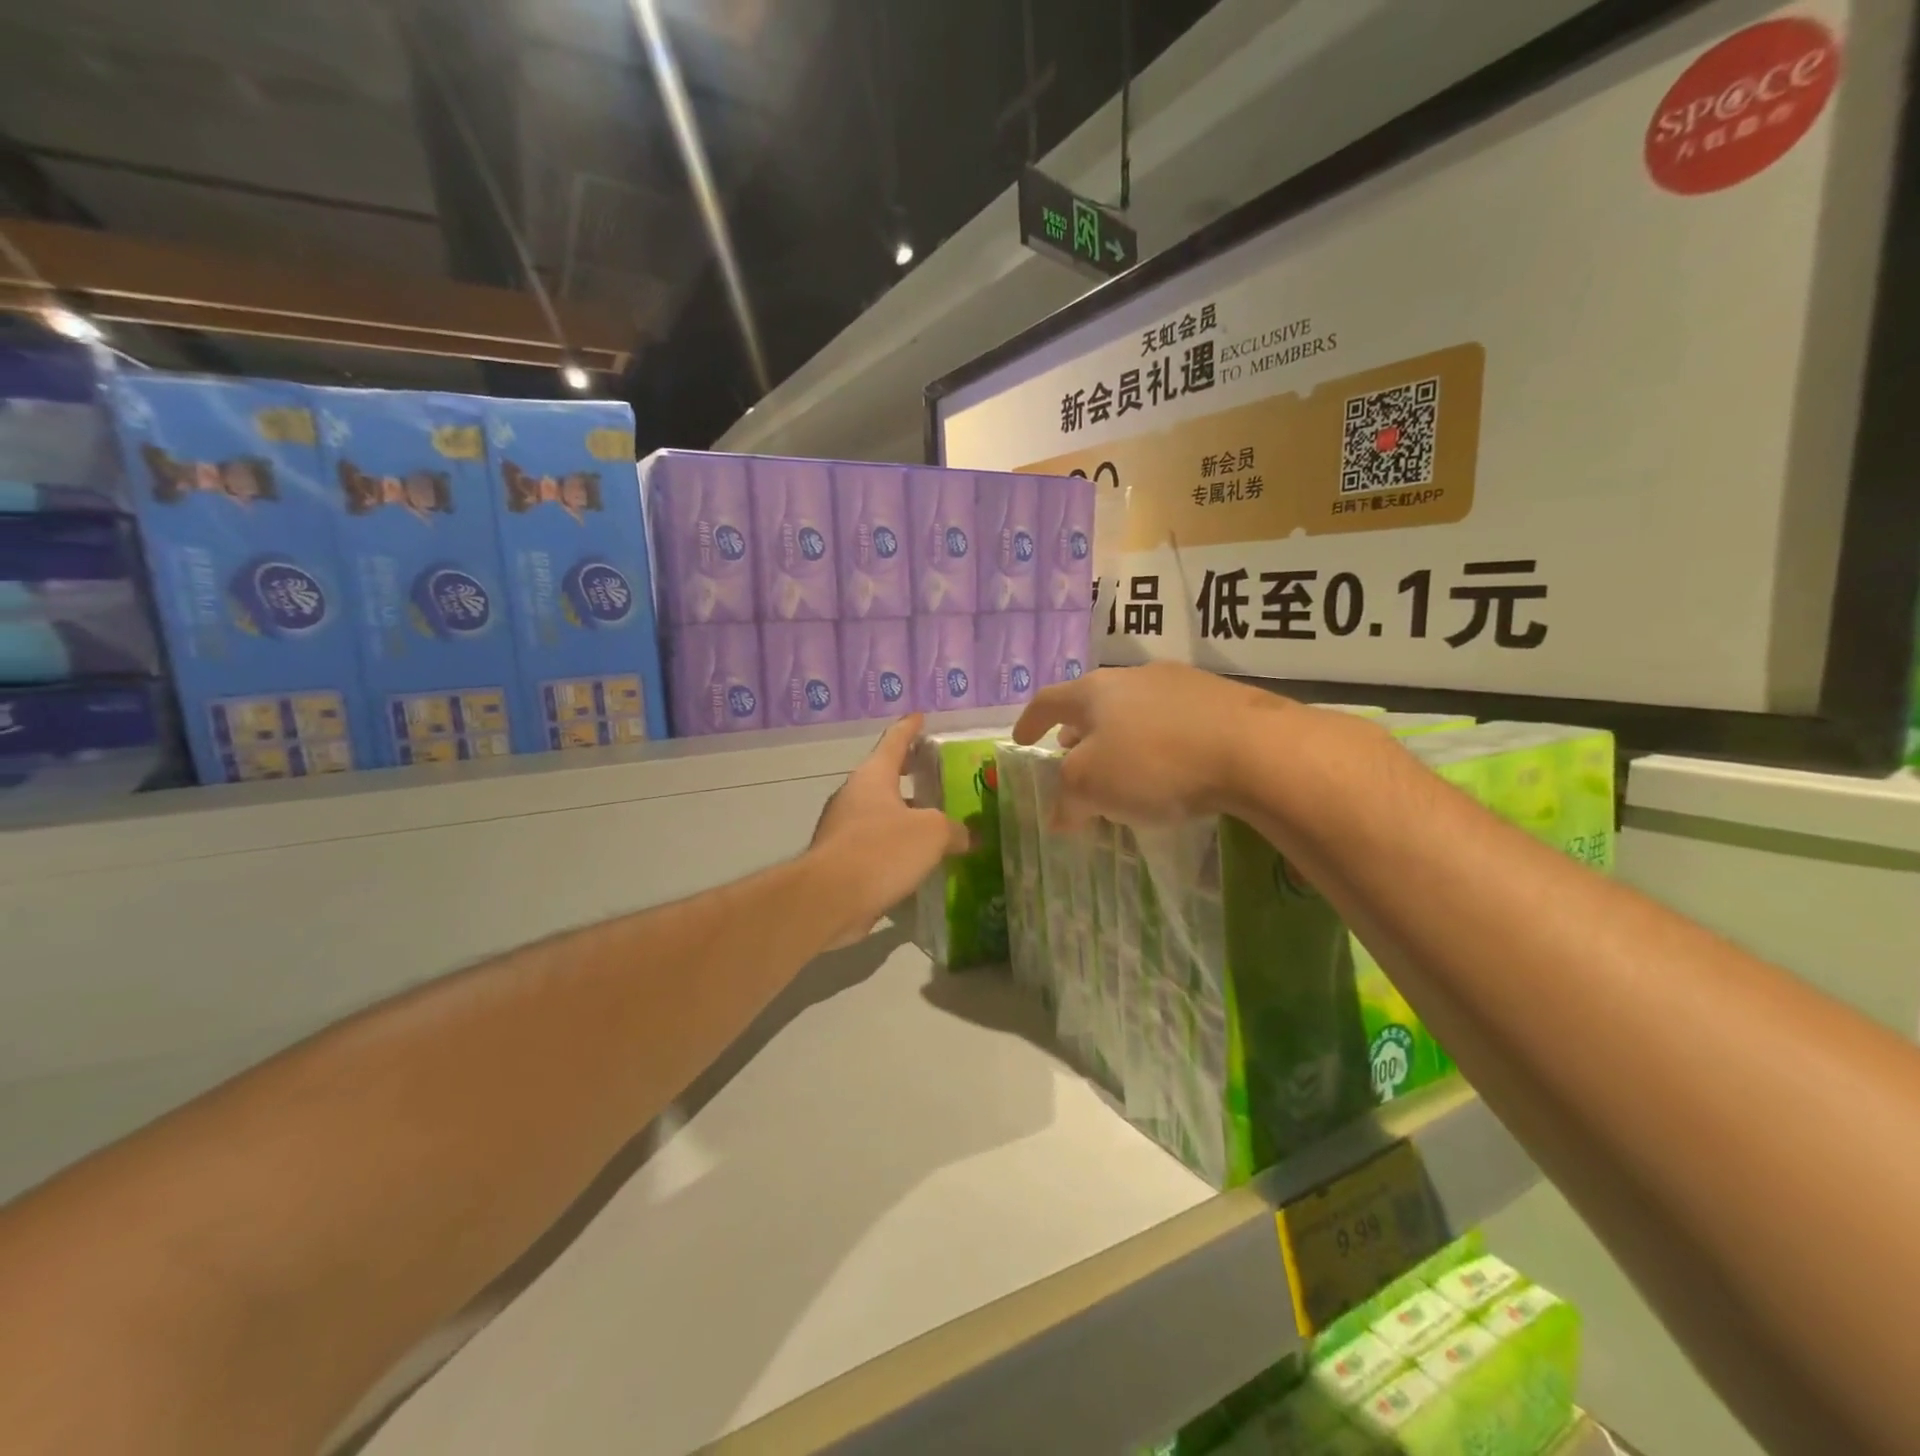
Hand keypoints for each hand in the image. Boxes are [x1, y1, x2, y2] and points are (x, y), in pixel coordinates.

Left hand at [808, 714, 968, 948]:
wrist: (829, 899)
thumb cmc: (881, 851)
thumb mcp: (931, 834)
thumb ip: (954, 830)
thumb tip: (970, 836)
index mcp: (873, 776)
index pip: (894, 741)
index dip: (910, 728)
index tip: (920, 716)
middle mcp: (854, 796)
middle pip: (885, 777)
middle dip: (908, 774)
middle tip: (933, 773)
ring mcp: (843, 829)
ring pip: (880, 813)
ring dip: (904, 815)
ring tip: (935, 822)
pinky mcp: (841, 860)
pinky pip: (875, 845)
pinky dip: (895, 847)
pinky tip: (917, 861)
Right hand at [1012, 663, 1284, 828]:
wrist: (1254, 749)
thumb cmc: (1155, 763)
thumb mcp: (1092, 787)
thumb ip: (1066, 799)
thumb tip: (1058, 815)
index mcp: (1095, 691)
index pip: (1048, 700)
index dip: (1029, 721)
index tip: (1020, 740)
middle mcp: (1134, 677)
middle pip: (1094, 701)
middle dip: (1078, 730)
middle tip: (1071, 753)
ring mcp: (1181, 683)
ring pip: (1135, 709)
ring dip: (1119, 736)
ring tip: (1122, 764)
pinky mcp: (1221, 699)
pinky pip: (1173, 720)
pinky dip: (1157, 742)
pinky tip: (1171, 768)